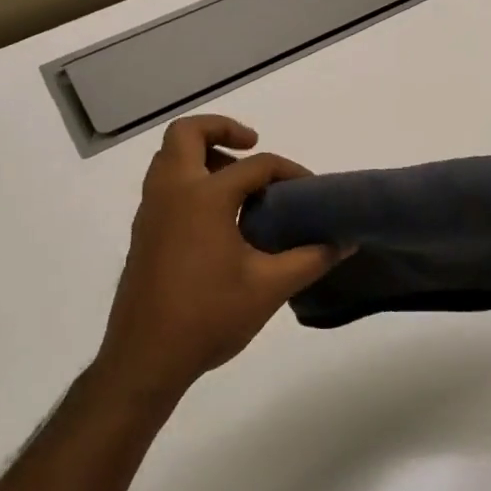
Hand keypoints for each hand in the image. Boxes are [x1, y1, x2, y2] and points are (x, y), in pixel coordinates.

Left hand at [98, 116, 343, 397]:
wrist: (144, 361)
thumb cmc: (208, 317)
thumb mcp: (270, 287)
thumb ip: (311, 258)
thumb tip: (346, 242)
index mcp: (203, 198)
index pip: (254, 166)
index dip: (288, 171)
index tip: (310, 190)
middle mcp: (171, 194)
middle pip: (186, 134)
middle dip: (221, 129)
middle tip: (251, 146)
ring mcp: (151, 213)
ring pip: (169, 158)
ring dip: (202, 154)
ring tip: (237, 182)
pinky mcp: (143, 234)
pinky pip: (164, 185)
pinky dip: (189, 180)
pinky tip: (218, 217)